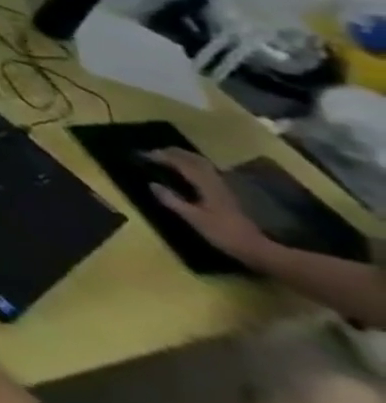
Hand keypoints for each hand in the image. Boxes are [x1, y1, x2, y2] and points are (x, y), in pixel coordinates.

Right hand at [147, 149, 273, 264]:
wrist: (258, 250)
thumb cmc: (224, 234)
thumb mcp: (194, 219)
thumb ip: (172, 201)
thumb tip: (152, 184)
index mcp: (205, 184)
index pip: (181, 163)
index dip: (161, 156)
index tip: (143, 155)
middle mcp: (215, 181)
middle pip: (193, 159)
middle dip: (173, 152)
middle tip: (154, 152)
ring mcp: (223, 187)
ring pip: (202, 163)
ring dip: (184, 157)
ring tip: (168, 158)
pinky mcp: (226, 193)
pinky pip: (207, 171)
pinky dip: (193, 165)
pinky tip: (189, 172)